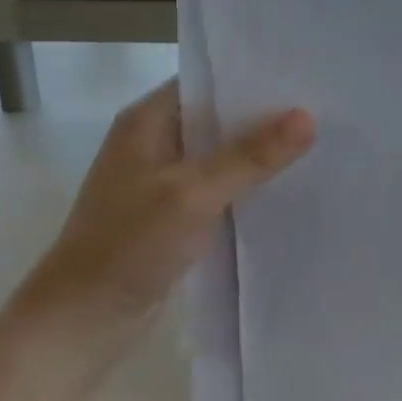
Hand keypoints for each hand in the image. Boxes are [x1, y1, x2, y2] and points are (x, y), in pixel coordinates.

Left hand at [31, 79, 314, 318]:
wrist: (80, 323)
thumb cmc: (128, 245)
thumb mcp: (193, 194)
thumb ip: (250, 156)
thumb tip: (307, 117)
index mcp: (148, 120)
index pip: (208, 80)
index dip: (253, 76)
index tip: (303, 76)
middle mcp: (154, 141)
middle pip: (218, 116)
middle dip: (264, 116)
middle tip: (321, 108)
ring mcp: (162, 179)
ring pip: (221, 154)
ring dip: (258, 153)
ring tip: (316, 142)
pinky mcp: (172, 214)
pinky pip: (218, 187)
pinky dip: (247, 185)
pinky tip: (286, 187)